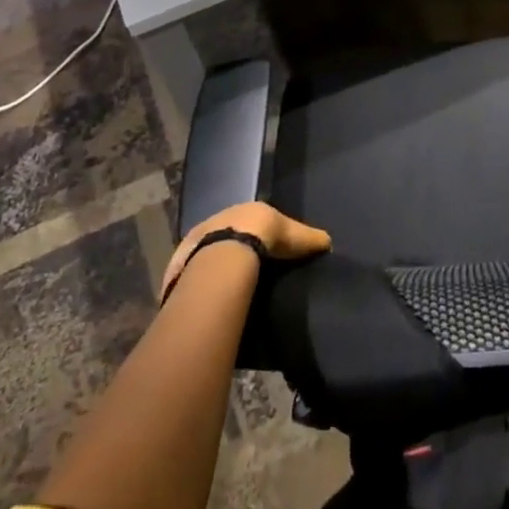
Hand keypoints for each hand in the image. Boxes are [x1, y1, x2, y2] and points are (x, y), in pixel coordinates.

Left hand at [159, 202, 331, 298]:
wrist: (227, 251)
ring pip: (207, 252)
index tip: (265, 249)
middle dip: (234, 249)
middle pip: (227, 234)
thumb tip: (328, 242)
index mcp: (243, 211)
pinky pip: (190, 274)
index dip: (258, 233)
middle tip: (245, 270)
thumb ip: (310, 238)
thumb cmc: (264, 236)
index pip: (251, 220)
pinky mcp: (181, 264)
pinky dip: (198, 283)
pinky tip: (206, 297)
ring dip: (214, 265)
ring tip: (225, 287)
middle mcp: (217, 220)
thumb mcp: (295, 236)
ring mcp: (196, 241)